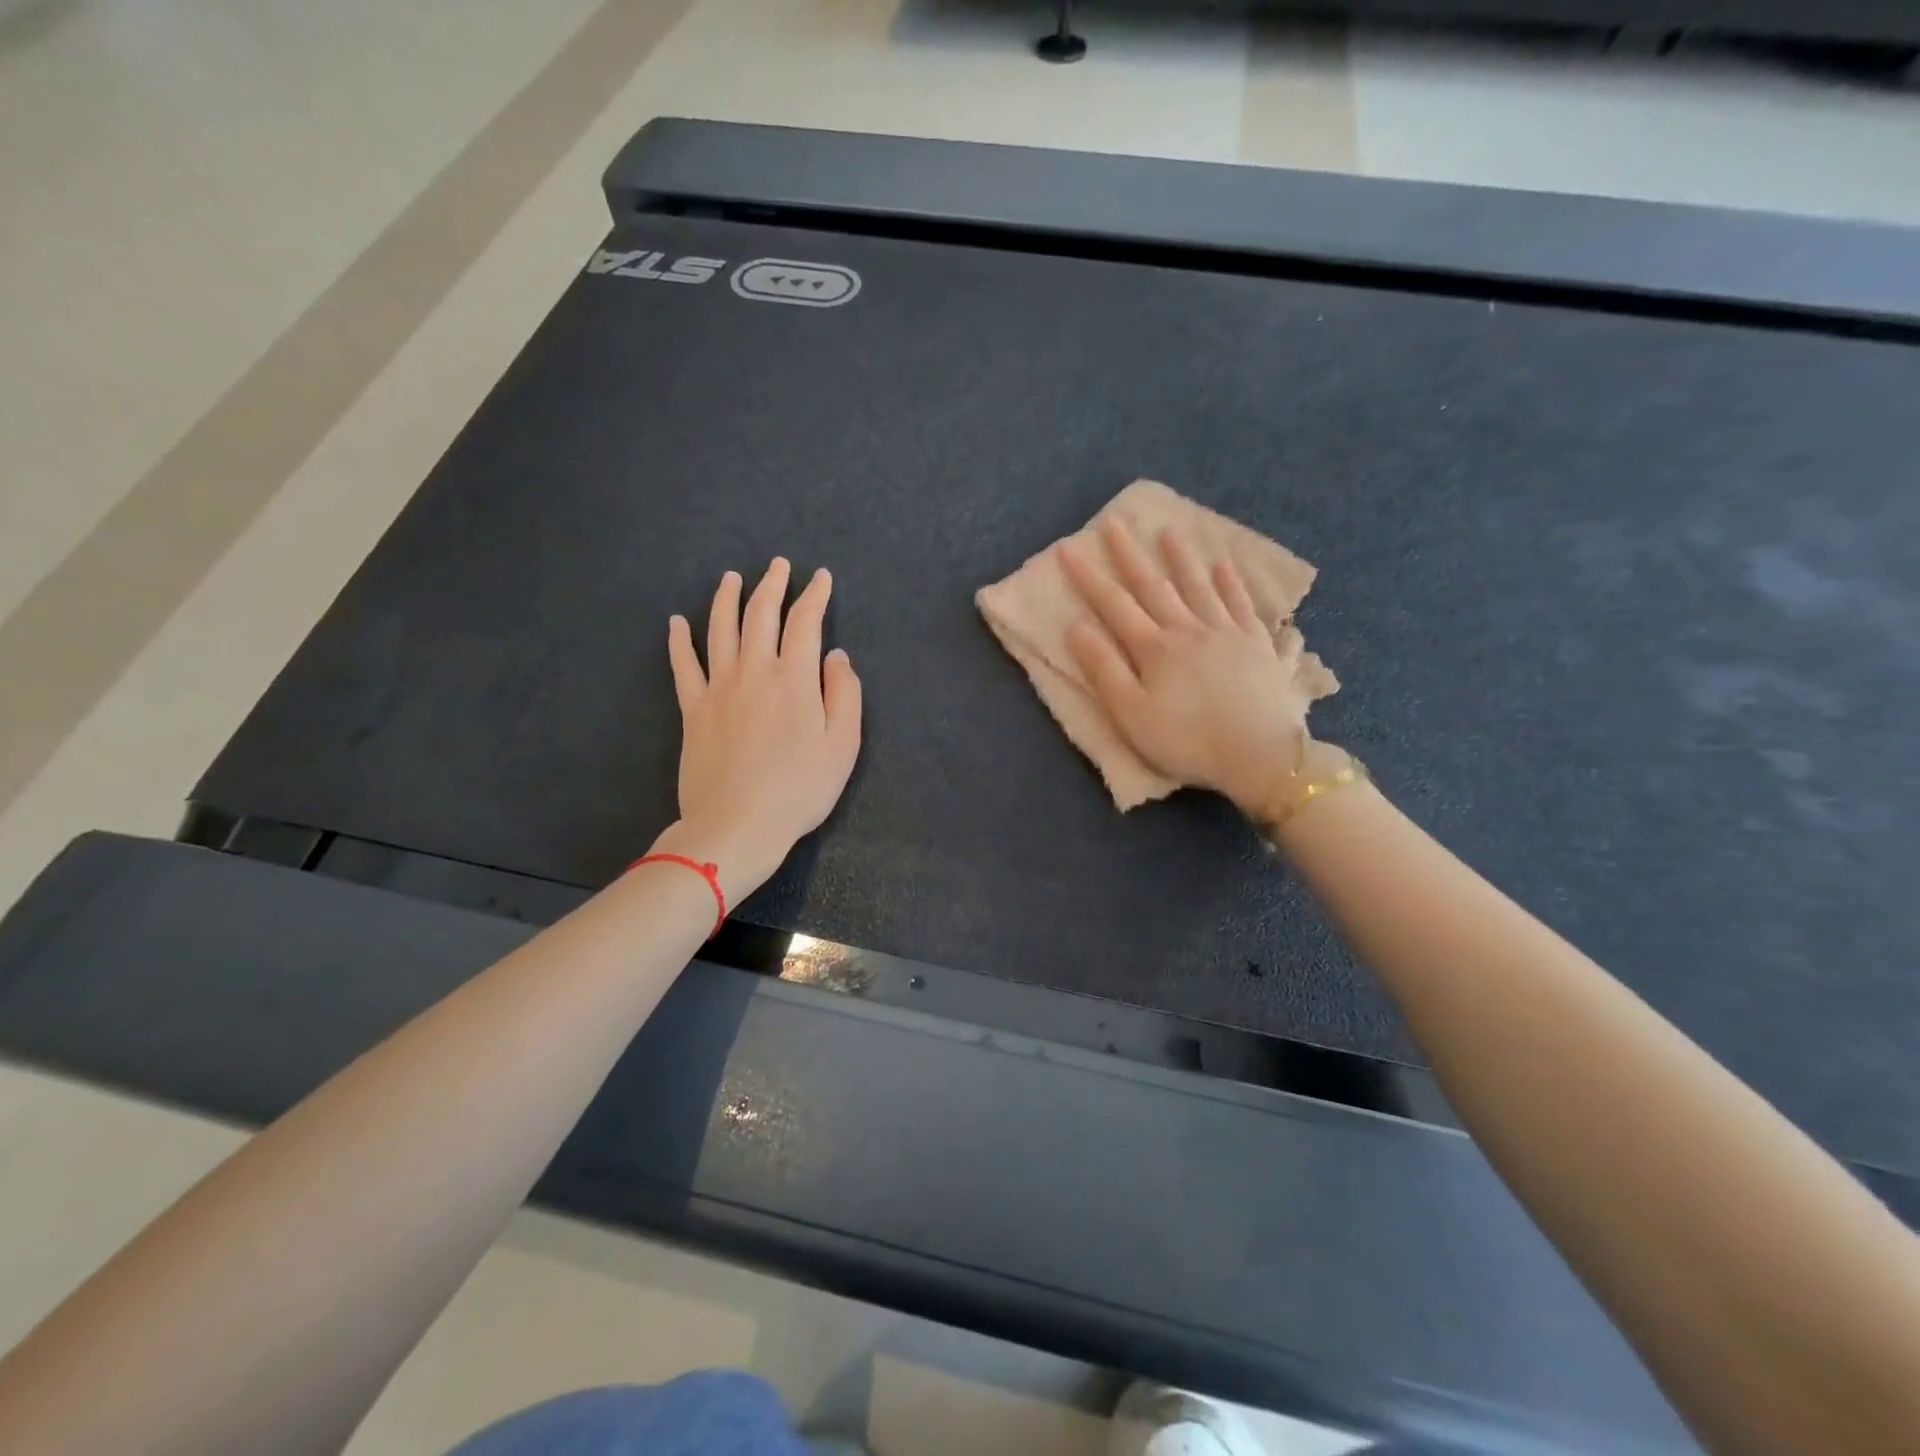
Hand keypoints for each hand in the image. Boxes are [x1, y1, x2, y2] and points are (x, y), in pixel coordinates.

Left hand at [652, 558, 861, 901]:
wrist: (737, 825)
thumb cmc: (799, 789)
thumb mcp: (842, 746)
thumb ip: (843, 695)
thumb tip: (836, 656)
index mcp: (794, 678)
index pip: (805, 622)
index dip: (814, 595)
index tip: (820, 577)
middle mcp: (754, 671)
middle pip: (761, 615)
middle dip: (772, 585)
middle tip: (778, 565)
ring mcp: (718, 687)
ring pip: (720, 629)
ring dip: (727, 598)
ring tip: (732, 577)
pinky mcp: (692, 709)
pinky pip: (683, 665)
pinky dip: (679, 639)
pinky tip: (677, 621)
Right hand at [1060, 518, 1313, 819]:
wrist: (1261, 755)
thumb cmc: (1187, 741)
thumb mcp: (1132, 714)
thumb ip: (1104, 670)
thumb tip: (1077, 627)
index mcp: (1154, 648)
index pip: (1114, 604)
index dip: (1089, 577)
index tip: (1069, 548)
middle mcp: (1188, 629)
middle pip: (1154, 586)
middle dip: (1130, 555)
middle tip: (1114, 523)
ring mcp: (1227, 633)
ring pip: (1199, 587)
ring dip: (1181, 559)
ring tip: (1168, 532)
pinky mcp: (1257, 645)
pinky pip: (1242, 604)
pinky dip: (1231, 584)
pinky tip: (1225, 567)